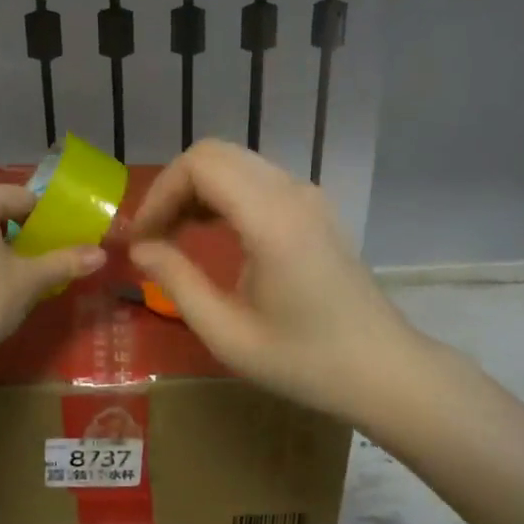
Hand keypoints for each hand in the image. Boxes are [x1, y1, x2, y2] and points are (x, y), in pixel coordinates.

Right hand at [129, 141, 423, 421]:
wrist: (382, 370)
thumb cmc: (304, 361)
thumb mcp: (227, 334)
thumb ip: (177, 282)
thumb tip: (140, 249)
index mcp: (271, 219)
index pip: (200, 165)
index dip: (159, 193)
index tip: (141, 238)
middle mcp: (292, 192)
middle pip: (215, 154)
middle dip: (173, 188)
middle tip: (152, 236)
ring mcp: (309, 196)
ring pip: (236, 162)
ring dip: (197, 190)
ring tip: (174, 236)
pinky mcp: (315, 208)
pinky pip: (257, 179)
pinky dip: (223, 194)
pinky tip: (211, 232)